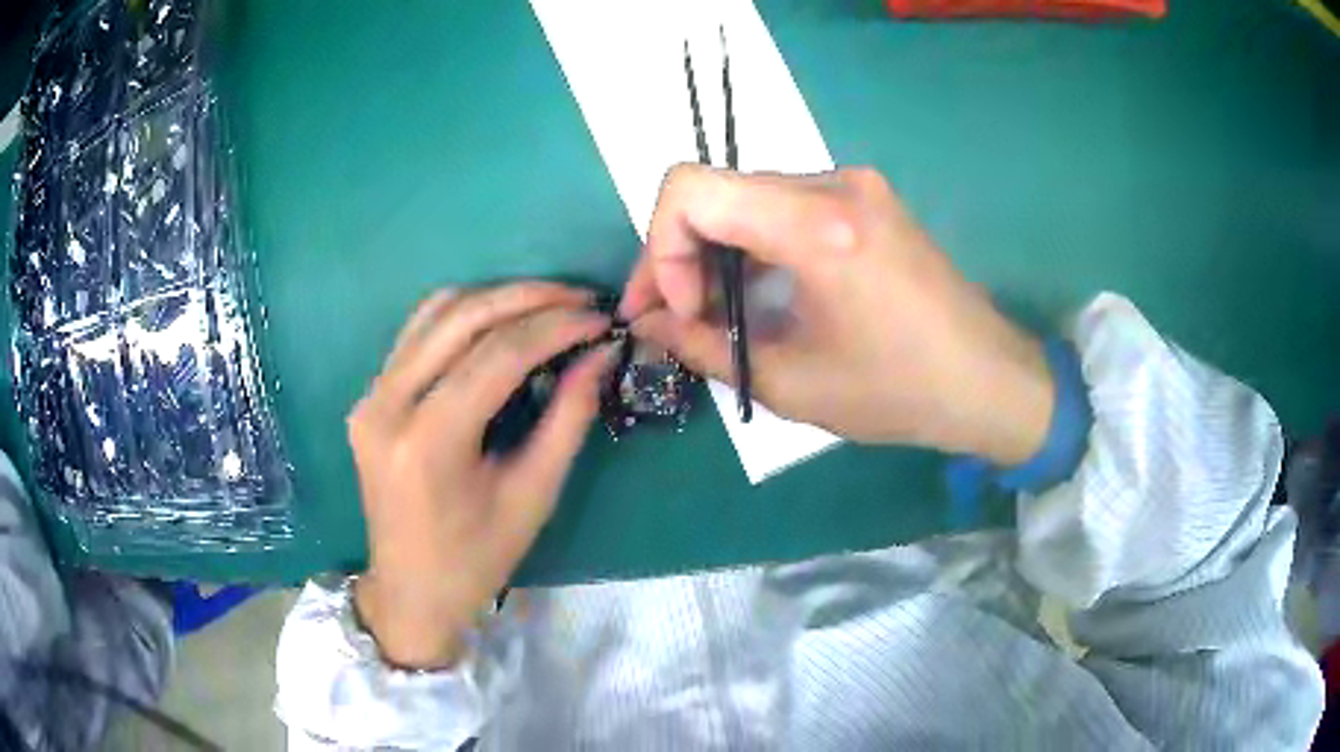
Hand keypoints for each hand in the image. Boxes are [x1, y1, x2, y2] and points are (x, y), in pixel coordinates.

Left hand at [348, 283, 611, 668]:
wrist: (410, 591)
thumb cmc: (477, 559)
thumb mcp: (533, 495)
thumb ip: (568, 418)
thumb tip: (600, 355)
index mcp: (428, 441)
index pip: (498, 355)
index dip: (555, 327)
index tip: (600, 317)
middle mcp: (388, 405)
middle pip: (463, 318)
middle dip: (529, 298)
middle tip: (580, 297)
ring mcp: (371, 396)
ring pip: (435, 313)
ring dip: (495, 299)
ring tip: (547, 304)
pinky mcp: (370, 397)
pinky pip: (417, 333)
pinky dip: (462, 316)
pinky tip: (498, 323)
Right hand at [622, 165, 1052, 465]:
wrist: (988, 379)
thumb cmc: (898, 391)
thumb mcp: (791, 384)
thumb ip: (704, 347)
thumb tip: (648, 325)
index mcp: (819, 225)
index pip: (691, 190)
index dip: (664, 249)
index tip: (682, 310)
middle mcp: (833, 183)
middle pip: (714, 192)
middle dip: (679, 256)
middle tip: (669, 317)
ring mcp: (853, 184)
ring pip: (745, 199)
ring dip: (714, 253)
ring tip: (709, 315)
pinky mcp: (864, 198)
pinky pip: (781, 207)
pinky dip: (752, 246)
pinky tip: (754, 294)